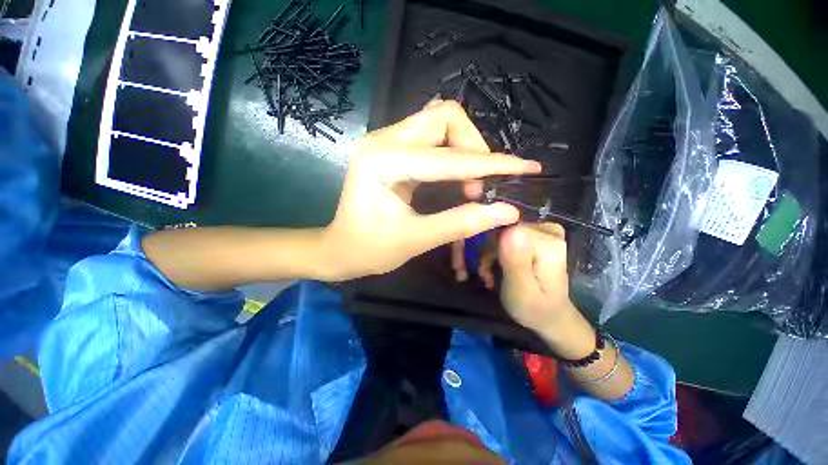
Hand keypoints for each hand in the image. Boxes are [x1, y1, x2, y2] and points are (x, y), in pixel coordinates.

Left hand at [320, 100, 540, 280]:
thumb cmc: (370, 250)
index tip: (526, 167)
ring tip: (471, 184)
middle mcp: (382, 140)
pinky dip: (452, 153)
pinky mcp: (391, 149)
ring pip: (439, 123)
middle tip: (481, 183)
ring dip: (464, 148)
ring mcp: (385, 141)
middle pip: (444, 117)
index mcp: (383, 162)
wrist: (340, 249)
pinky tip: (457, 178)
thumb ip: (461, 223)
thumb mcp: (417, 240)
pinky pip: (431, 138)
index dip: (490, 163)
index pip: (448, 157)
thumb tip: (507, 210)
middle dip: (474, 147)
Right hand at [498, 223, 595, 359]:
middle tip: (486, 275)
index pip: (507, 229)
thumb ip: (516, 262)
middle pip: (504, 229)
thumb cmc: (535, 308)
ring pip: (503, 232)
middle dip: (489, 252)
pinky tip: (496, 268)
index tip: (486, 270)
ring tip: (489, 276)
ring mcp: (543, 232)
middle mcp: (548, 231)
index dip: (491, 247)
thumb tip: (509, 231)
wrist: (550, 316)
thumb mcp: (521, 290)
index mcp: (548, 243)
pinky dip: (498, 252)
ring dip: (491, 254)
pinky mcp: (537, 236)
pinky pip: (508, 235)